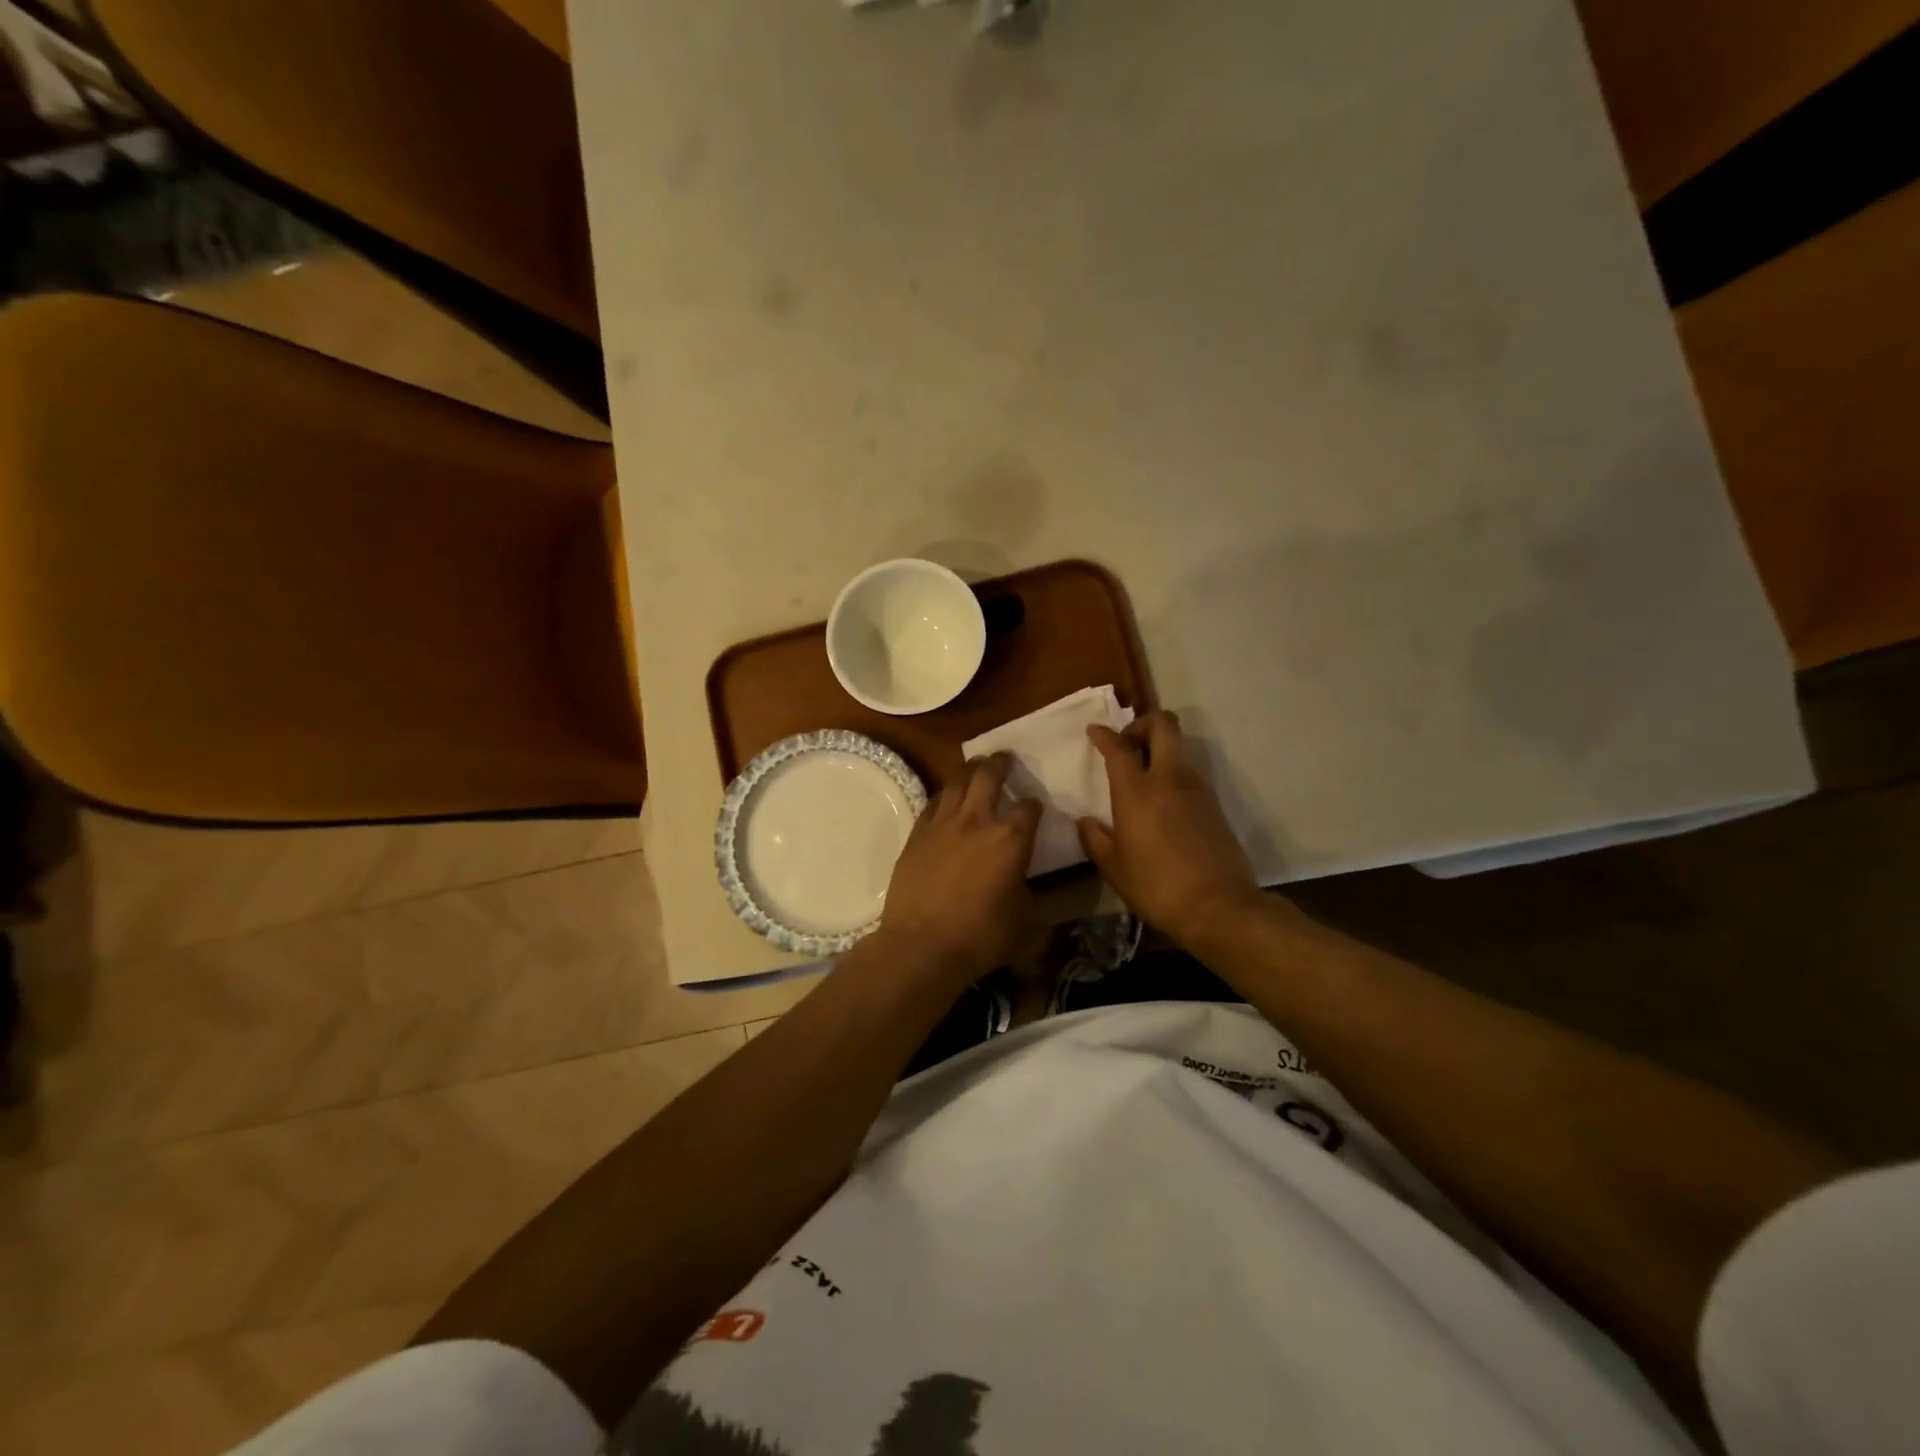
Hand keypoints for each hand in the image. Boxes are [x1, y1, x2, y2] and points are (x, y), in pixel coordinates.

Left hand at [878, 753, 1042, 981]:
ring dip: (970, 769)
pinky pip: (933, 802)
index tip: (1034, 808)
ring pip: (957, 780)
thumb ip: (1032, 896)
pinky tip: (947, 798)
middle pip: (989, 775)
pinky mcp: (917, 833)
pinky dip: (944, 795)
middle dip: (1000, 763)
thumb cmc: (980, 937)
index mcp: (1011, 840)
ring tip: (976, 766)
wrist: (921, 945)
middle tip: (1005, 758)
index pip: (1029, 808)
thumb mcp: (1023, 923)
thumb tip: (1030, 887)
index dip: (1034, 806)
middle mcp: (977, 821)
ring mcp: (943, 823)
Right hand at [1079, 711, 1263, 946]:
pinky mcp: (1214, 805)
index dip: (1104, 734)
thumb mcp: (1114, 868)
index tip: (1094, 732)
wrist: (1219, 907)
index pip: (1119, 747)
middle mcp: (1169, 779)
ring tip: (1142, 777)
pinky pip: (1189, 774)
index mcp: (1137, 790)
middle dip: (1142, 724)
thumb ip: (1096, 839)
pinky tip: (1161, 804)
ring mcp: (1197, 789)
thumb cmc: (1156, 886)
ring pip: (1179, 749)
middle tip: (1127, 745)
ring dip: (1159, 751)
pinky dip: (1172, 775)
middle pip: (1163, 725)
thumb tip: (1086, 822)